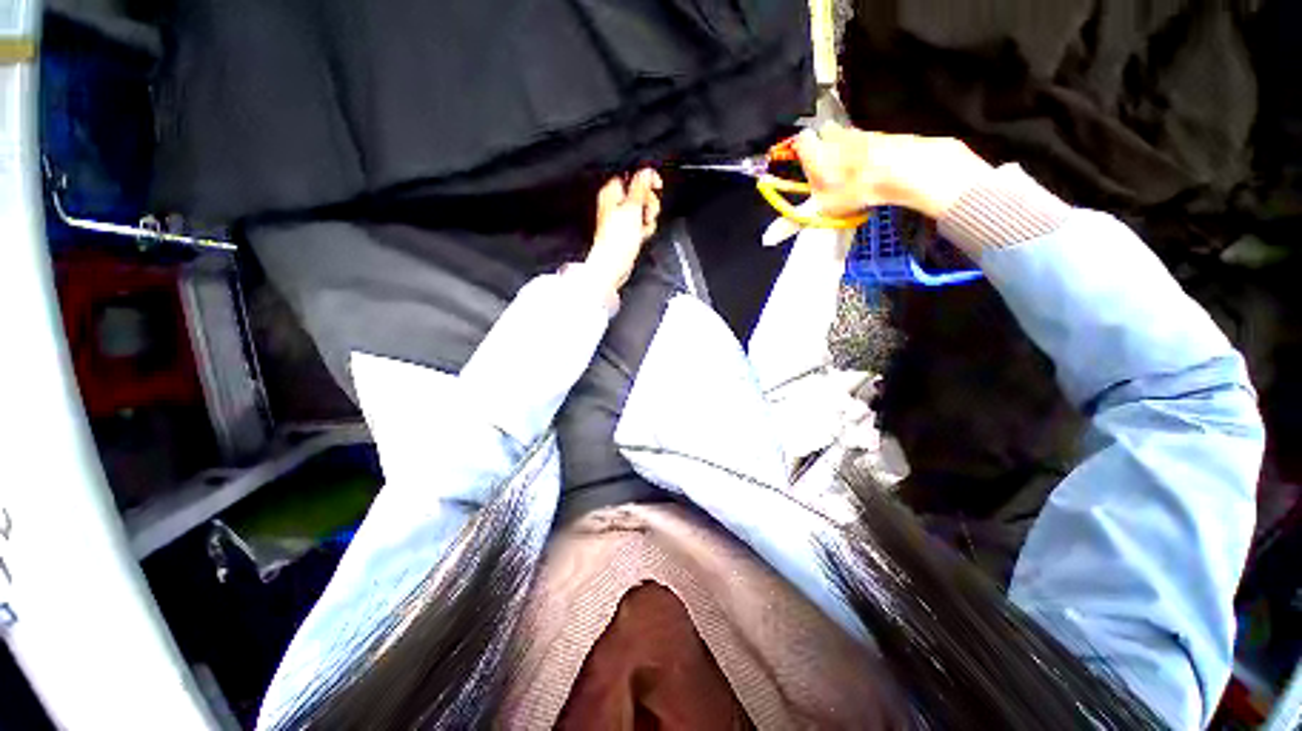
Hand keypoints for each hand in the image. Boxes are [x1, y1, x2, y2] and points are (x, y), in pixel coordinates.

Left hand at [585, 169, 662, 292]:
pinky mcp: (627, 232)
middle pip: (640, 193)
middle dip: (649, 202)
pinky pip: (641, 224)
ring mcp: (621, 219)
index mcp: (612, 192)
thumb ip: (641, 186)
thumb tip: (647, 171)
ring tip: (644, 226)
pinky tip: (642, 234)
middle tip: (648, 211)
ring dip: (649, 217)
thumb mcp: (632, 207)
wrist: (614, 263)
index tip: (657, 186)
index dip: (647, 180)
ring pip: (643, 210)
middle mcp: (615, 204)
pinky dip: (645, 228)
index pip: (633, 175)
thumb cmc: (617, 240)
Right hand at [792, 123, 991, 219]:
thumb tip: (765, 240)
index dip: (799, 149)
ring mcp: (861, 133)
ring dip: (843, 149)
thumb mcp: (821, 209)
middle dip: (822, 147)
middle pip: (824, 134)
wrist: (903, 170)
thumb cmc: (854, 189)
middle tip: (825, 169)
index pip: (801, 141)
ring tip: (847, 173)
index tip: (800, 162)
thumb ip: (793, 222)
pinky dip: (865, 152)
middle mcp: (836, 136)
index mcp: (817, 151)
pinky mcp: (882, 136)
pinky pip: (867, 141)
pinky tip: (869, 169)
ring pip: (846, 137)